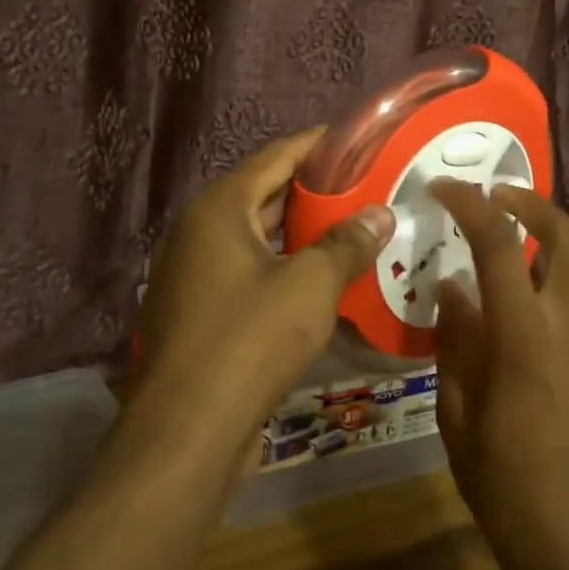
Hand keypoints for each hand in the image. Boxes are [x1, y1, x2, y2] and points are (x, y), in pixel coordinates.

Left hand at [137, 128, 393, 432]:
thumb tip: (380, 213)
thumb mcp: (311, 285)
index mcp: (219, 209)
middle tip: (364, 185)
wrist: (187, 430)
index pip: (274, 157)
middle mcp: (198, 231)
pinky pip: (248, 270)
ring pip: (256, 237)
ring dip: (300, 232)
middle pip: (263, 194)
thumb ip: (348, 243)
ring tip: (351, 226)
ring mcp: (194, 273)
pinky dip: (283, 265)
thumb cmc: (250, 339)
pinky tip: (320, 277)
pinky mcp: (200, 311)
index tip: (353, 139)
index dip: (315, 145)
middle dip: (313, 190)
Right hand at [429, 181, 568, 569]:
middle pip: (567, 235)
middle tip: (497, 198)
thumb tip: (454, 289)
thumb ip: (456, 341)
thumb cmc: (503, 485)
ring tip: (501, 298)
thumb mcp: (456, 413)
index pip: (499, 244)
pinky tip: (532, 361)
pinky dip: (553, 317)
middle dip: (531, 203)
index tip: (444, 188)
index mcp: (525, 337)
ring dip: (539, 269)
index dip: (470, 204)